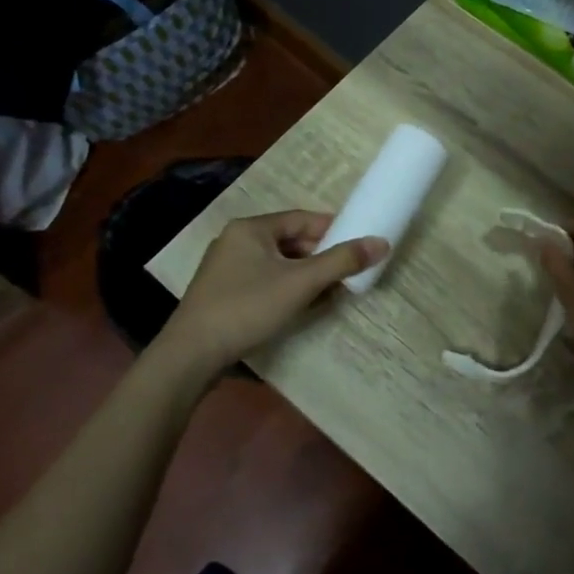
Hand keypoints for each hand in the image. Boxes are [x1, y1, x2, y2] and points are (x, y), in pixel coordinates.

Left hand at [162, 212, 386, 372]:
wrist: (192, 354)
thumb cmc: (247, 307)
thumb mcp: (300, 283)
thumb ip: (341, 262)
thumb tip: (381, 242)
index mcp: (251, 228)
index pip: (302, 219)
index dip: (333, 230)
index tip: (358, 244)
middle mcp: (236, 240)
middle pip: (290, 241)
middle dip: (321, 257)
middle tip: (348, 273)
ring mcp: (226, 268)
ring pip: (278, 264)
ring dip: (306, 276)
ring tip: (331, 292)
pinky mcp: (222, 293)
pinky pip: (264, 281)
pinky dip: (286, 288)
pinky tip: (302, 306)